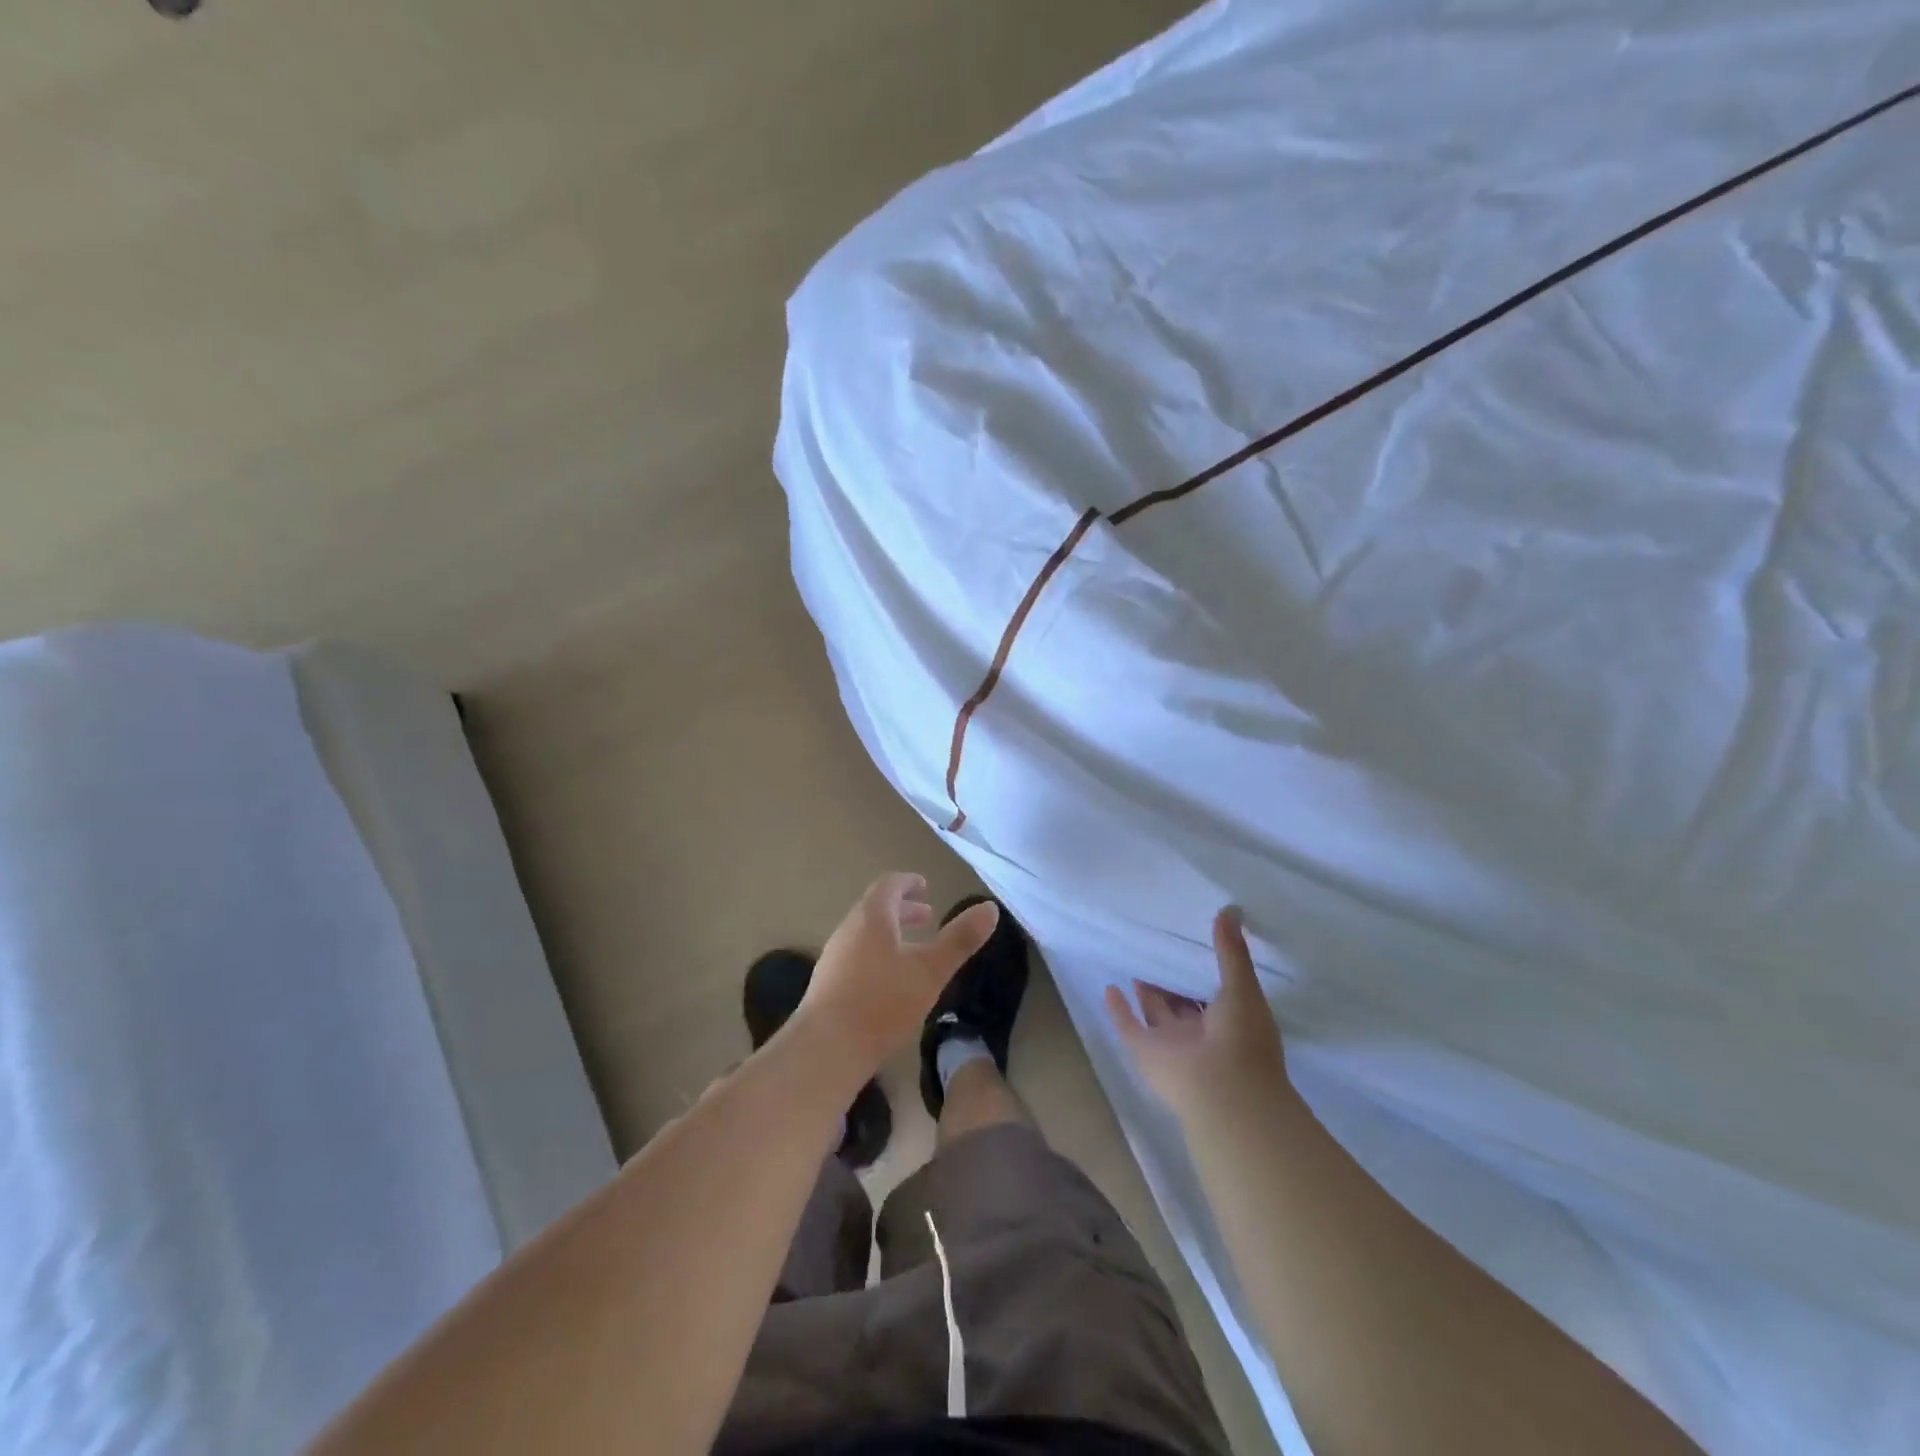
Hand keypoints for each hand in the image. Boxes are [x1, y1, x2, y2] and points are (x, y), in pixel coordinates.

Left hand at [791, 873, 999, 1083]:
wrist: (827, 1049)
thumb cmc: (882, 1002)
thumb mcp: (931, 970)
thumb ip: (960, 939)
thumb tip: (990, 907)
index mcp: (872, 917)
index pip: (889, 885)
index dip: (908, 883)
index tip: (925, 887)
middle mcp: (849, 929)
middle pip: (876, 908)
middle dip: (903, 909)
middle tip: (927, 917)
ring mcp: (834, 956)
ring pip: (865, 933)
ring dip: (890, 932)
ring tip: (912, 949)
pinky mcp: (828, 983)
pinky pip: (856, 954)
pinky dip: (877, 953)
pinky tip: (890, 981)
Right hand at [1105, 907, 1290, 1122]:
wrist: (1224, 1091)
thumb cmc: (1242, 1038)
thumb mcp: (1242, 987)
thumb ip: (1232, 950)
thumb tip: (1231, 908)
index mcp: (1231, 1021)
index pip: (1215, 992)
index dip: (1204, 970)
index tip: (1191, 942)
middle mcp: (1201, 1033)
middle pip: (1183, 1003)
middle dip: (1173, 981)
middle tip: (1160, 950)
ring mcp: (1173, 1044)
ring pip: (1157, 1013)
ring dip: (1147, 992)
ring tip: (1137, 965)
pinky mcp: (1146, 1051)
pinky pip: (1129, 1026)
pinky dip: (1118, 1010)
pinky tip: (1110, 988)